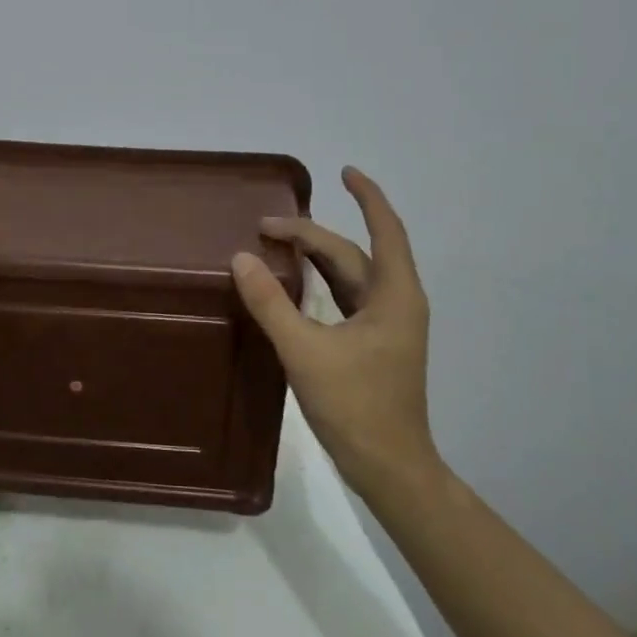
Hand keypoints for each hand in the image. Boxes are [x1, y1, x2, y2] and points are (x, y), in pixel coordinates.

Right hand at [230, 166, 440, 483]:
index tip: (344, 171)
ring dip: (316, 255)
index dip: (367, 197)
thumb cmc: (355, 406)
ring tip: (276, 241)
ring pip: (350, 275)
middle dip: (312, 234)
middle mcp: (395, 303)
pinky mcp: (373, 344)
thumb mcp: (305, 351)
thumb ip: (271, 303)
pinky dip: (320, 282)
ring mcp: (386, 325)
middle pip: (354, 253)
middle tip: (264, 226)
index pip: (385, 230)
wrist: (389, 466)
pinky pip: (346, 297)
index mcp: (393, 296)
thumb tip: (240, 257)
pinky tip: (294, 283)